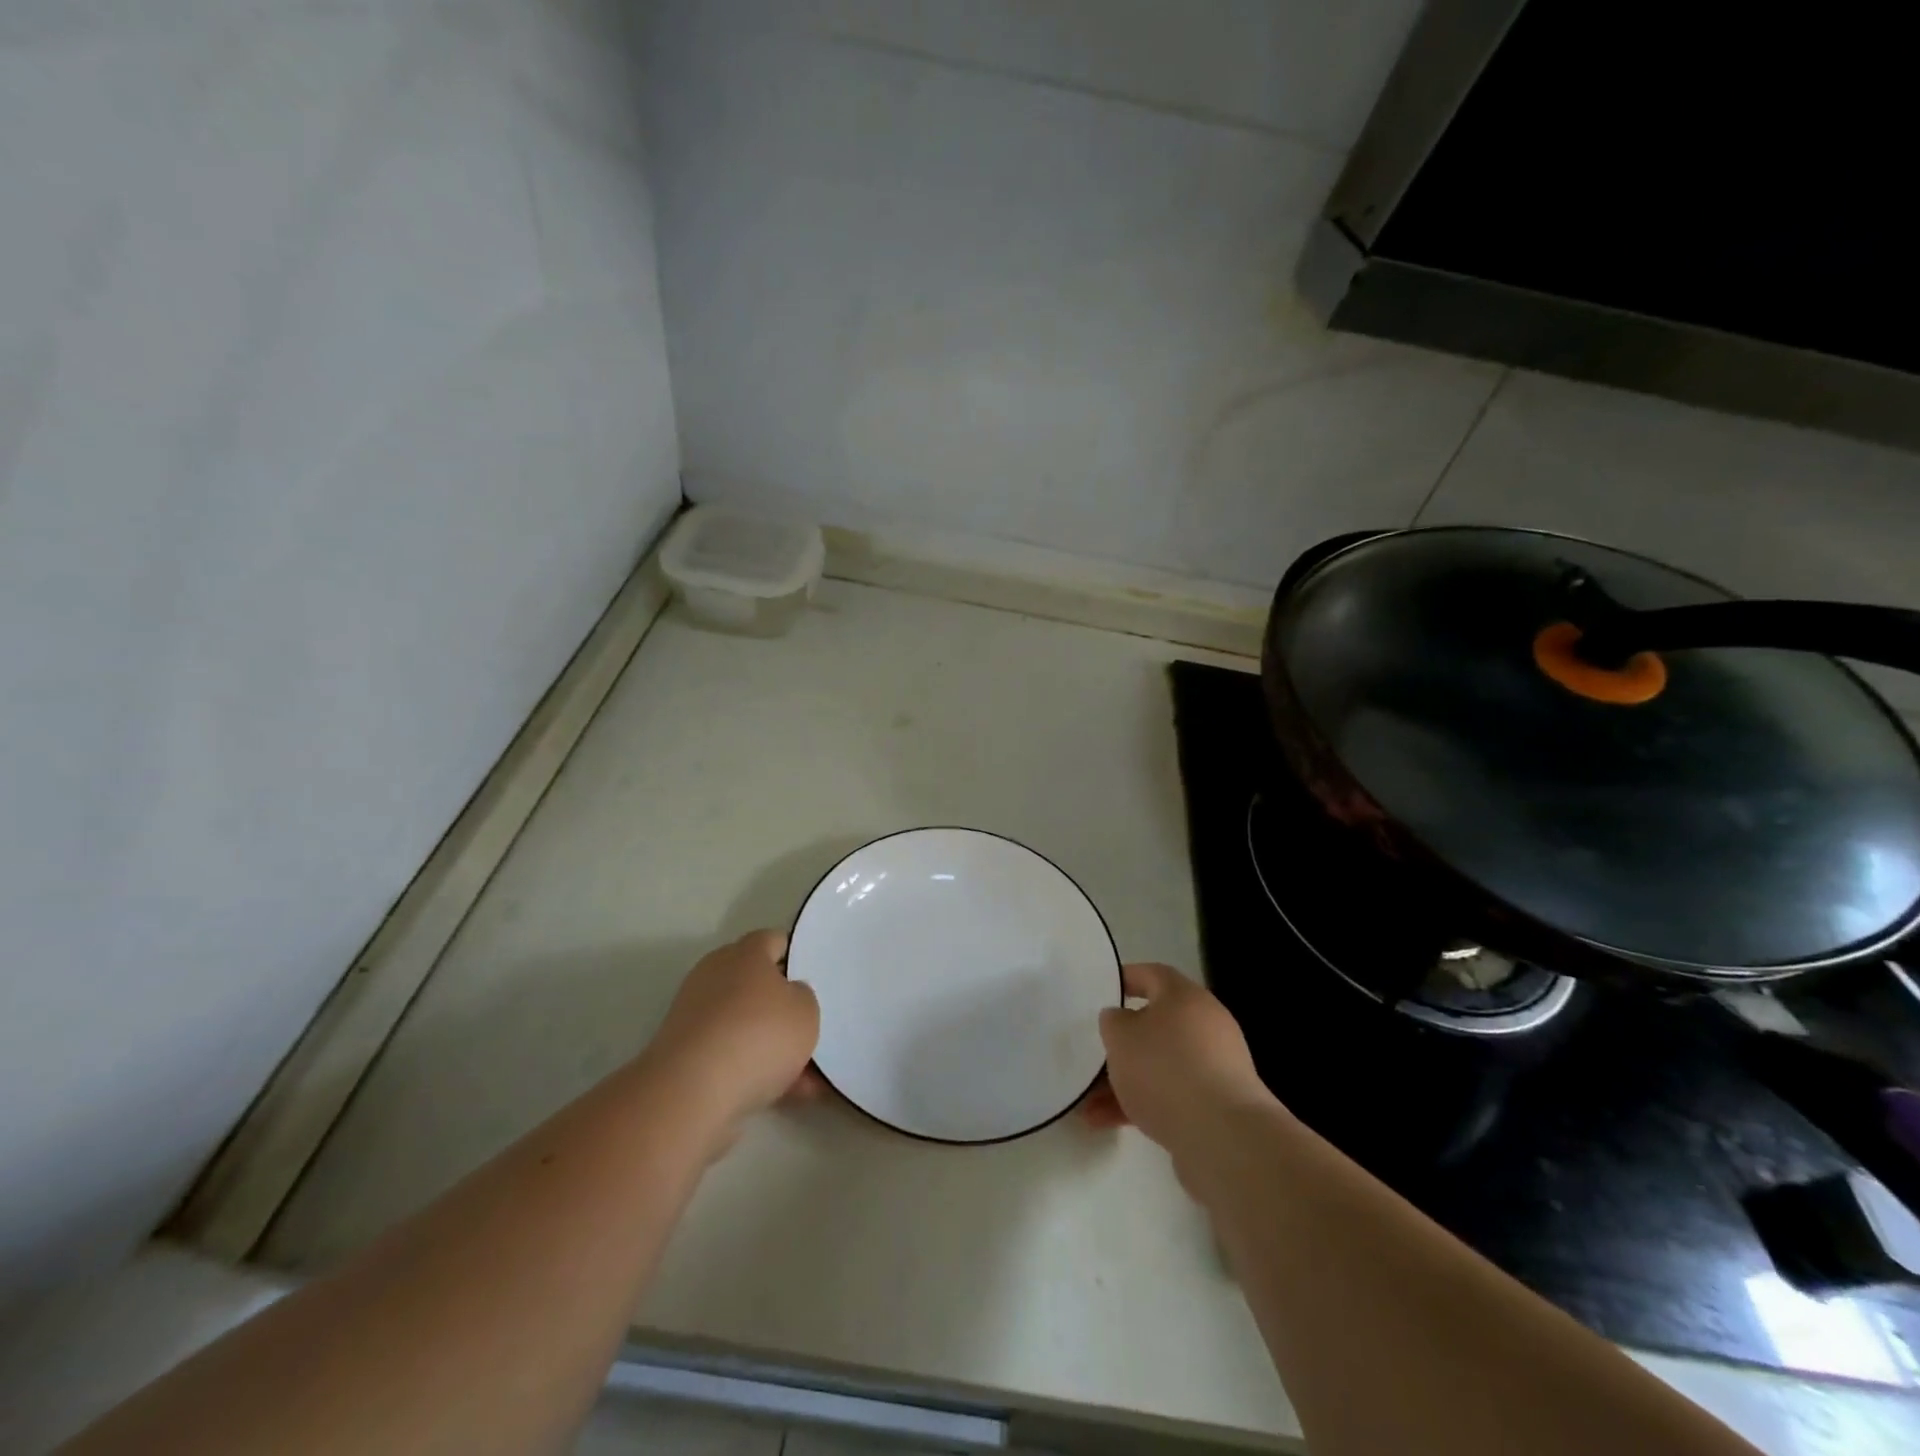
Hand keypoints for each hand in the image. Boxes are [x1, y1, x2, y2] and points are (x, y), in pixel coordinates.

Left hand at [644, 930, 820, 1133]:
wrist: (692, 1092)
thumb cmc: (758, 1035)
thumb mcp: (805, 1010)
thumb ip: (803, 997)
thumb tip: (789, 994)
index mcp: (745, 954)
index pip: (773, 941)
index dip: (796, 955)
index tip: (815, 977)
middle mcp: (716, 976)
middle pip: (757, 984)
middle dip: (783, 1007)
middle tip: (811, 1026)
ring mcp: (696, 1016)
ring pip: (746, 1025)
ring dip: (773, 1046)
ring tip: (809, 1077)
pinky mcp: (685, 1055)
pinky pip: (731, 1056)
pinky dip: (756, 1071)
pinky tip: (787, 1095)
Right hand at [1082, 962, 1274, 1156]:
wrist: (1223, 1137)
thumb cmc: (1165, 1069)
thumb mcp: (1120, 1036)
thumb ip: (1113, 1022)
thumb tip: (1121, 1020)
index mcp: (1185, 997)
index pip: (1152, 975)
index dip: (1126, 979)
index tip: (1101, 990)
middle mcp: (1205, 1025)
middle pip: (1155, 1025)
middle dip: (1122, 1044)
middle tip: (1094, 1054)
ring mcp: (1214, 1067)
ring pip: (1159, 1065)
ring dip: (1125, 1081)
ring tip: (1088, 1105)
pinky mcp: (1217, 1106)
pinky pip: (1171, 1095)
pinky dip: (1141, 1105)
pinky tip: (1107, 1123)